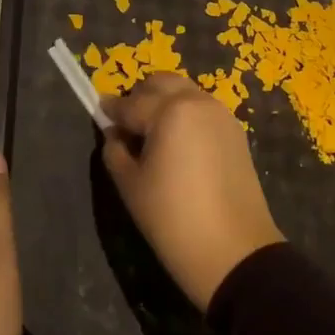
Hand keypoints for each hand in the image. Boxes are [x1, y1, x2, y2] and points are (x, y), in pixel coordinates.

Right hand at [101, 74, 284, 310]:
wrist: (233, 251)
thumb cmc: (172, 218)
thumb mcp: (130, 185)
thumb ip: (115, 150)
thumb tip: (115, 134)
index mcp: (169, 110)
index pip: (130, 103)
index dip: (111, 110)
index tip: (99, 114)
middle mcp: (197, 101)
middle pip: (161, 83)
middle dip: (140, 97)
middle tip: (127, 125)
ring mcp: (221, 114)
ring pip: (184, 92)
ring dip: (164, 102)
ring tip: (152, 134)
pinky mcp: (236, 131)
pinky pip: (202, 109)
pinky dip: (185, 114)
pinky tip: (178, 144)